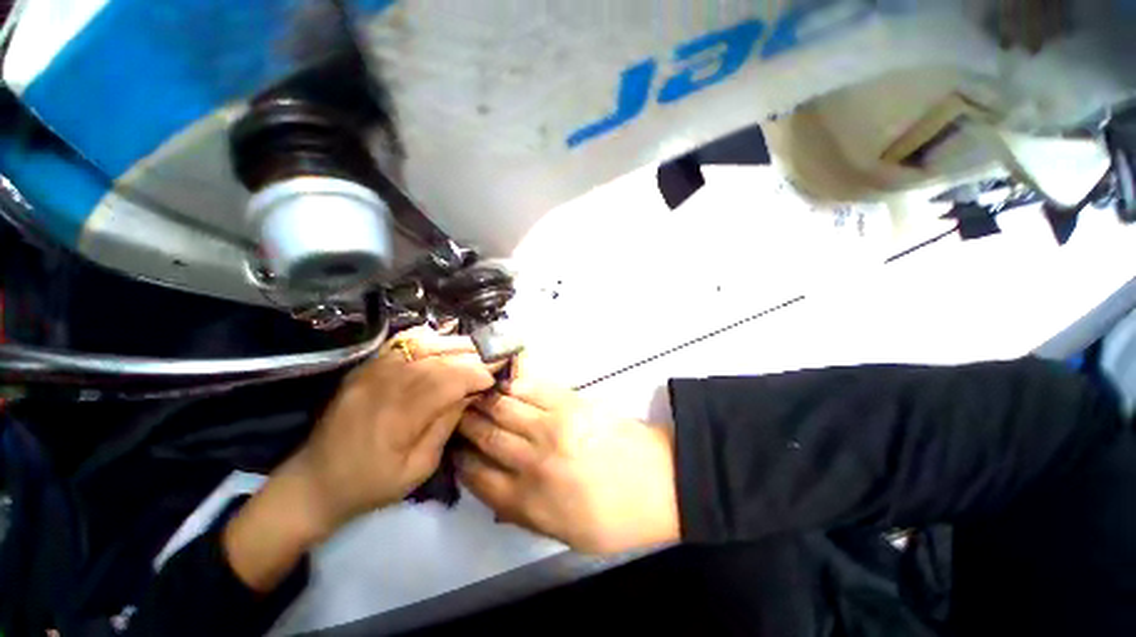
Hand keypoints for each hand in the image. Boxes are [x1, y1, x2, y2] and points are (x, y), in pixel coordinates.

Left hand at [224, 327, 494, 590]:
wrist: (315, 482)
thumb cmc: (372, 484)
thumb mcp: (418, 468)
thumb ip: (446, 425)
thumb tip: (471, 394)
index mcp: (398, 416)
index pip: (448, 380)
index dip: (476, 374)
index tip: (494, 378)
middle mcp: (384, 385)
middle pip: (438, 358)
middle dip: (472, 356)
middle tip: (492, 360)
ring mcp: (371, 371)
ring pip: (423, 344)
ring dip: (454, 345)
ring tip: (474, 352)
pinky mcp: (365, 367)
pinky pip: (401, 342)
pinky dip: (428, 338)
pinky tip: (443, 345)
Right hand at [456, 379, 679, 553]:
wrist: (659, 483)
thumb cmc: (614, 518)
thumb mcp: (565, 535)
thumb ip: (524, 515)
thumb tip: (495, 493)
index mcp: (528, 501)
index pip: (477, 475)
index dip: (461, 459)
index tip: (455, 449)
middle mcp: (532, 461)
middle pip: (486, 435)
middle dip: (466, 423)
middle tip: (457, 413)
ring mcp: (552, 426)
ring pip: (503, 407)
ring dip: (484, 399)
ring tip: (474, 392)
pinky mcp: (570, 402)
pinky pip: (532, 387)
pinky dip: (514, 382)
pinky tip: (504, 380)